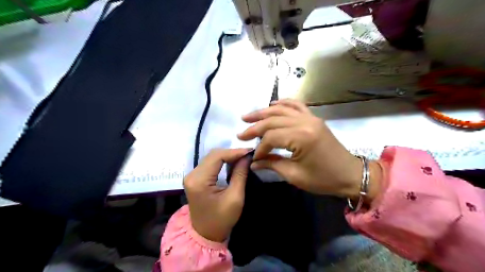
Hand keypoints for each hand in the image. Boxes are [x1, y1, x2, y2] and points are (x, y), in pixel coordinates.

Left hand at [182, 149, 249, 241]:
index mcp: (199, 180)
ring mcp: (191, 176)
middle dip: (231, 153)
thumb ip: (240, 174)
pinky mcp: (194, 178)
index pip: (217, 156)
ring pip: (211, 157)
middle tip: (247, 154)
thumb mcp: (235, 198)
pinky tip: (232, 163)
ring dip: (227, 156)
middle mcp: (192, 175)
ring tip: (242, 158)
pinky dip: (222, 161)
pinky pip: (209, 163)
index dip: (234, 152)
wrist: (205, 234)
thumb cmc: (221, 219)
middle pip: (213, 155)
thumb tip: (247, 157)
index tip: (250, 152)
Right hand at [237, 99, 380, 200]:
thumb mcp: (295, 175)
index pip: (271, 137)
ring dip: (264, 112)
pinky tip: (272, 104)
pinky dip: (283, 103)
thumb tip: (253, 162)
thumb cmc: (323, 179)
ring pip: (282, 110)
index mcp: (302, 137)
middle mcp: (305, 122)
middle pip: (273, 120)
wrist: (350, 175)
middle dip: (255, 127)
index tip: (254, 157)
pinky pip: (297, 105)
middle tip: (241, 133)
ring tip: (248, 117)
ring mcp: (311, 118)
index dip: (260, 147)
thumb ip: (272, 164)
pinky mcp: (314, 118)